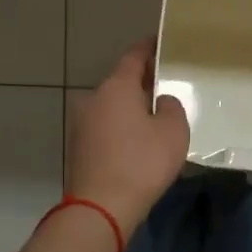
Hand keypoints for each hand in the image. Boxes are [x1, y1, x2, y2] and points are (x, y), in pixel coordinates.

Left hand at [67, 39, 190, 233]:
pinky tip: (138, 143)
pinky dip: (121, 129)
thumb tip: (161, 101)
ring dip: (131, 109)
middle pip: (122, 82)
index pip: (134, 56)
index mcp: (116, 86)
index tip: (163, 42)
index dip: (150, 47)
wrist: (99, 208)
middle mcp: (94, 98)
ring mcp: (81, 124)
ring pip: (112, 107)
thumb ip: (171, 107)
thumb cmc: (141, 163)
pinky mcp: (79, 148)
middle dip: (142, 82)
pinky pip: (106, 128)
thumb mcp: (173, 131)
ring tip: (156, 118)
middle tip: (167, 86)